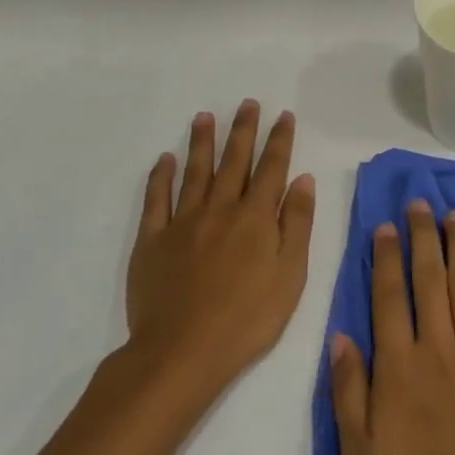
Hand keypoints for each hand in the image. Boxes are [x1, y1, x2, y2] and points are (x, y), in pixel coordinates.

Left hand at [124, 101, 316, 403]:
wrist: (183, 351)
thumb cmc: (248, 318)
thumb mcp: (291, 274)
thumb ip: (297, 224)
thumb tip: (302, 180)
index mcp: (256, 217)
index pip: (271, 168)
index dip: (279, 140)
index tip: (283, 115)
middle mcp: (220, 209)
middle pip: (234, 161)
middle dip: (243, 130)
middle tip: (247, 103)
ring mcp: (182, 222)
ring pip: (195, 172)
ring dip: (202, 142)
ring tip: (205, 116)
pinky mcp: (152, 241)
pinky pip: (156, 199)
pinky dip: (161, 177)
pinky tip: (165, 159)